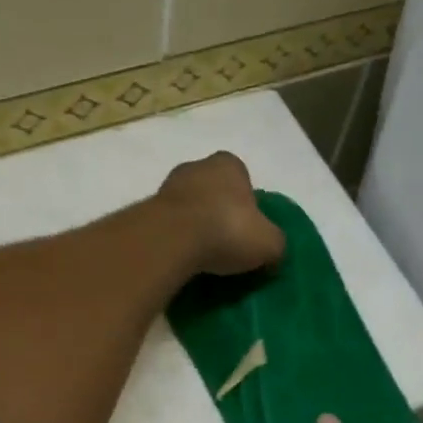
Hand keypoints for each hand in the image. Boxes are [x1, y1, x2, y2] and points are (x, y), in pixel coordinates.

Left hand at [157, 151, 285, 276]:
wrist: (171, 240)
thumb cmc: (228, 230)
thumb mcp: (269, 243)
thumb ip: (275, 244)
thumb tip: (272, 256)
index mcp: (229, 164)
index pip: (242, 178)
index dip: (247, 203)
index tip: (248, 229)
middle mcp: (196, 166)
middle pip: (213, 190)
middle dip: (219, 212)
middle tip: (227, 243)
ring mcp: (167, 186)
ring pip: (188, 206)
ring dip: (195, 225)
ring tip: (204, 256)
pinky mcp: (146, 209)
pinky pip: (169, 225)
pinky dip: (176, 238)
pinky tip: (183, 258)